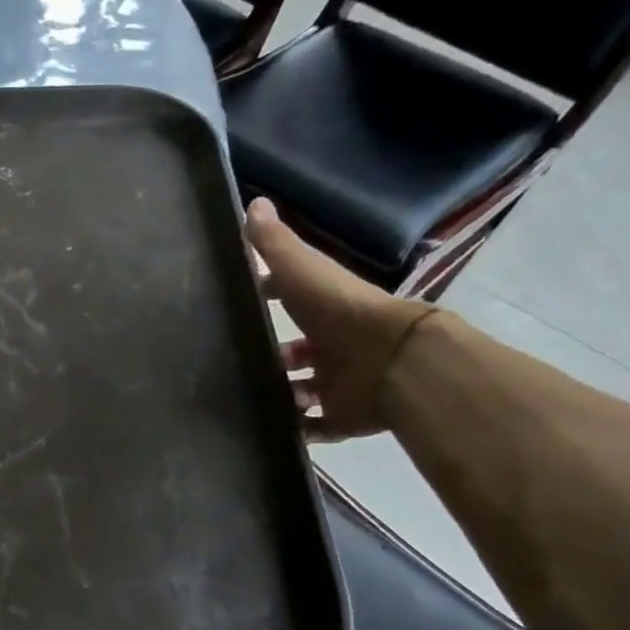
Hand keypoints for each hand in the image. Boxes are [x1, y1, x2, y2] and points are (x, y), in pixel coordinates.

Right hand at [246, 199, 434, 440]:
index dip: (269, 296)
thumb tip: (253, 200)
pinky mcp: (343, 417)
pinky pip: (315, 426)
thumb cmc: (339, 311)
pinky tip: (267, 427)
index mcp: (326, 308)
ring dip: (282, 392)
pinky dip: (296, 429)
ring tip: (248, 396)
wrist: (389, 361)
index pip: (292, 298)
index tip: (241, 301)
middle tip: (239, 360)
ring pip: (305, 389)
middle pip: (299, 350)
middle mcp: (334, 344)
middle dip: (275, 355)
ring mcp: (341, 383)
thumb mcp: (300, 270)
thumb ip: (274, 243)